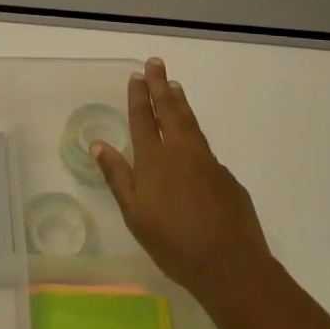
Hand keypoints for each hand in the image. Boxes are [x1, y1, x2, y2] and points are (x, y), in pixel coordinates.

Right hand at [94, 58, 273, 310]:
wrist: (231, 265)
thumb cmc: (174, 243)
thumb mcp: (135, 214)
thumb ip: (117, 177)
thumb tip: (98, 144)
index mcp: (155, 160)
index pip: (144, 119)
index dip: (139, 96)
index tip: (137, 75)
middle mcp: (181, 152)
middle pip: (170, 111)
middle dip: (160, 86)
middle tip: (156, 63)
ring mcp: (208, 163)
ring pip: (191, 123)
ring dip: (180, 102)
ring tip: (175, 86)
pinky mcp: (227, 178)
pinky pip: (205, 148)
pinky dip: (195, 134)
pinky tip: (193, 141)